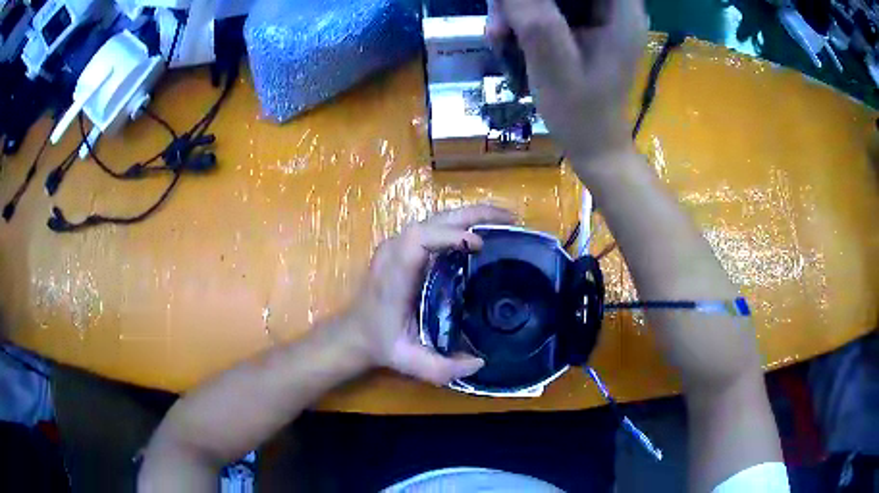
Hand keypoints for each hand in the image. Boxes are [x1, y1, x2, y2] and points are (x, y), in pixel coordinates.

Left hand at [345, 205, 514, 384]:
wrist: (356, 332)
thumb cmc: (381, 343)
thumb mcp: (408, 361)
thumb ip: (440, 369)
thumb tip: (479, 362)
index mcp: (395, 275)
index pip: (418, 240)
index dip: (449, 235)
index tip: (479, 244)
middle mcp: (395, 252)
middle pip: (433, 220)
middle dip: (473, 214)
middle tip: (509, 218)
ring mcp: (398, 245)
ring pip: (436, 218)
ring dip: (470, 215)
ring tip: (503, 220)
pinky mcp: (404, 247)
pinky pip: (436, 226)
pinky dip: (462, 223)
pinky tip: (482, 230)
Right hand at [487, 0, 647, 164]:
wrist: (593, 145)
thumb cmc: (580, 113)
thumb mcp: (553, 63)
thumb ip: (533, 17)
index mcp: (622, 11)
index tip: (519, 3)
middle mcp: (615, 7)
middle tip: (500, 22)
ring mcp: (600, 15)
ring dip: (517, 7)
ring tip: (498, 35)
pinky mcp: (586, 25)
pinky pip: (549, 5)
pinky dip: (524, 16)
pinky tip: (508, 37)